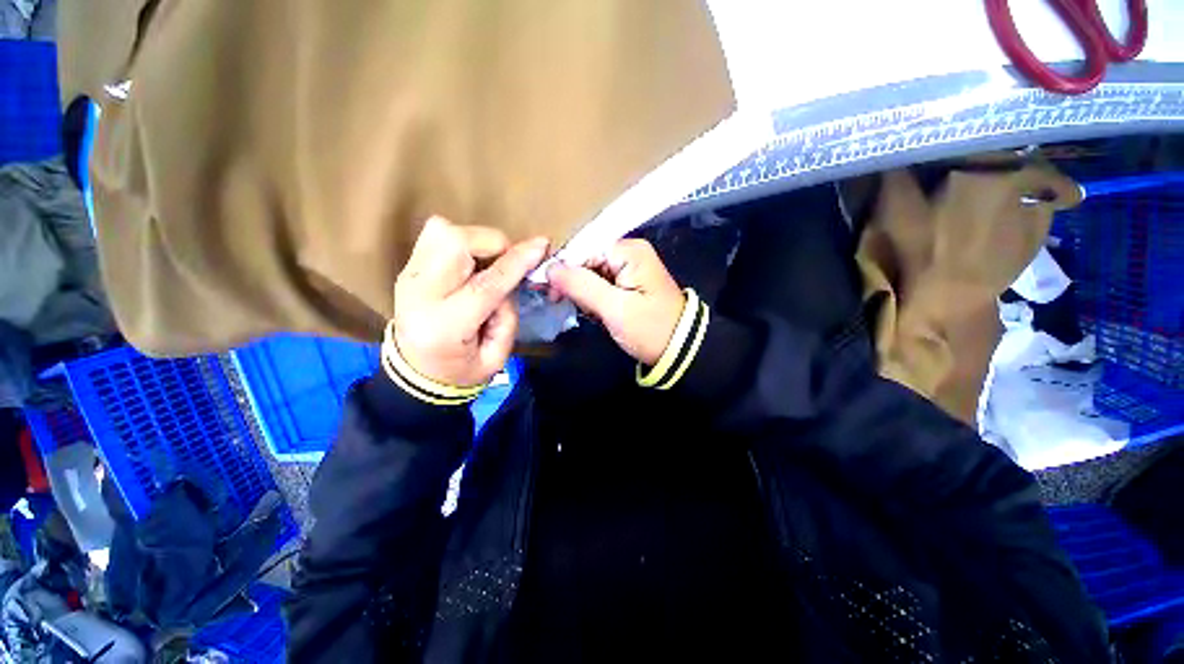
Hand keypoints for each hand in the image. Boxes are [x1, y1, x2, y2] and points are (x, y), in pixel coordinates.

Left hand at [394, 216, 548, 386]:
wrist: (416, 371)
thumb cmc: (461, 370)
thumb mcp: (495, 357)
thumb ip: (508, 315)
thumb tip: (515, 275)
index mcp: (445, 327)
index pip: (485, 285)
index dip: (516, 262)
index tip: (541, 246)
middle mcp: (420, 294)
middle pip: (456, 244)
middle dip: (494, 243)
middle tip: (510, 261)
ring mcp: (409, 276)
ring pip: (443, 231)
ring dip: (477, 240)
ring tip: (490, 263)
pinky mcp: (408, 267)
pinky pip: (435, 234)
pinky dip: (462, 240)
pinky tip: (471, 262)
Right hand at [547, 239, 684, 365]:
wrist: (680, 349)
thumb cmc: (650, 329)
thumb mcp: (615, 309)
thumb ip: (581, 286)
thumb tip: (550, 268)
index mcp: (628, 251)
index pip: (583, 249)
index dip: (564, 269)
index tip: (552, 293)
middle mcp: (628, 252)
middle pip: (586, 260)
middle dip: (576, 284)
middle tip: (575, 307)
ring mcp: (629, 267)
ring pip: (591, 273)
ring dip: (584, 294)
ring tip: (593, 313)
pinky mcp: (628, 282)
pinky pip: (600, 284)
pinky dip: (594, 299)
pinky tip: (597, 313)